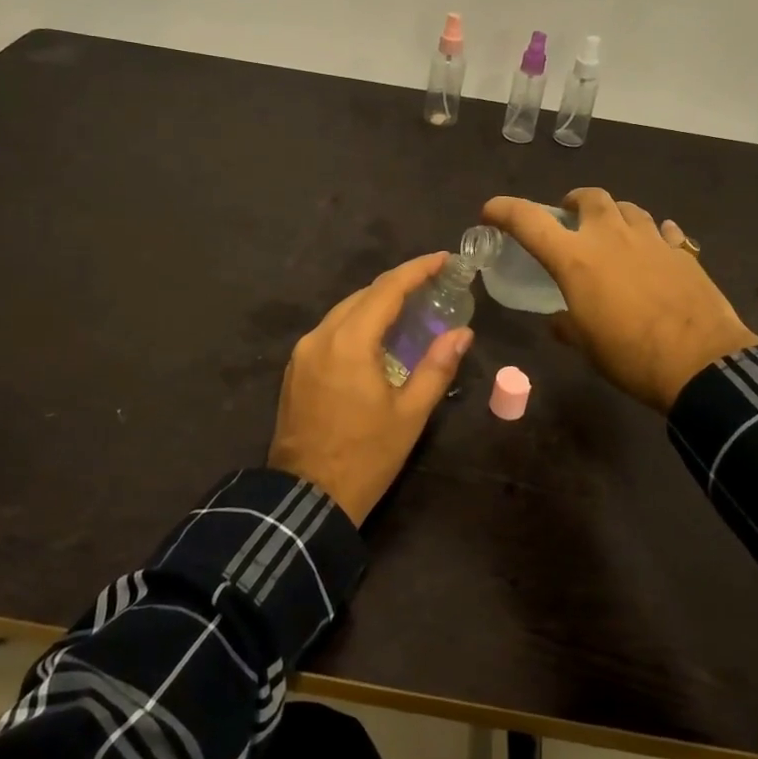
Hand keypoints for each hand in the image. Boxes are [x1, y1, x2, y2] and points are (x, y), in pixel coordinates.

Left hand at [268, 252, 472, 526]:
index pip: (387, 289)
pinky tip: (377, 337)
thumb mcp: (410, 414)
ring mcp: (303, 353)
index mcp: (350, 342)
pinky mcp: (295, 369)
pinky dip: (357, 324)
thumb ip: (437, 367)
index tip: (443, 258)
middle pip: (363, 296)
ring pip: (344, 312)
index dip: (417, 270)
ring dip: (376, 304)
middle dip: (398, 285)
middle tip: (433, 284)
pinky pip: (331, 332)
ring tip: (410, 308)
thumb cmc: (366, 457)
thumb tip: (461, 333)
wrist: (305, 499)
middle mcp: (321, 336)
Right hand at [481, 189, 757, 413]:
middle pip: (589, 197)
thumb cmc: (631, 356)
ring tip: (612, 234)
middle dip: (575, 202)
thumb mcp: (587, 345)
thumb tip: (559, 320)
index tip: (491, 211)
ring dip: (614, 215)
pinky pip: (663, 231)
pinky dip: (653, 235)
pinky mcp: (682, 252)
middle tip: (570, 218)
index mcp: (576, 259)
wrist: (701, 363)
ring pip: (628, 208)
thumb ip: (567, 324)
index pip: (529, 221)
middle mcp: (610, 237)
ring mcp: (650, 239)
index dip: (504, 210)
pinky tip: (655, 250)